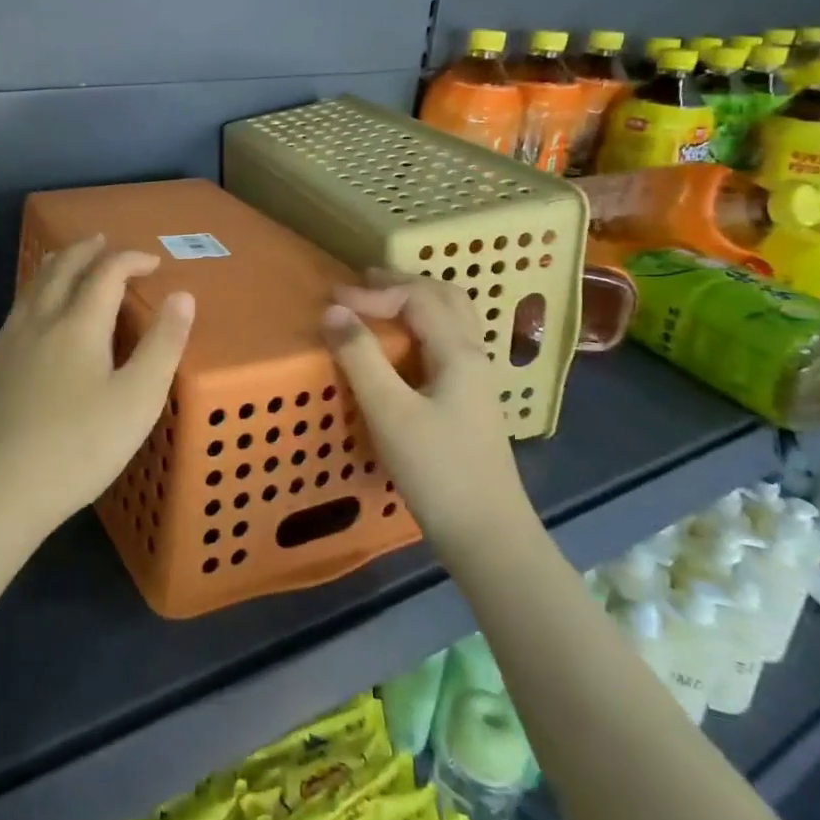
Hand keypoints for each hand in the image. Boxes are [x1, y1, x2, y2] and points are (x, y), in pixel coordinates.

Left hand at [0, 235, 194, 539]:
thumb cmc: (79, 447)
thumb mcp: (137, 400)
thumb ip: (162, 345)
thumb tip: (182, 295)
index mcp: (78, 324)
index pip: (106, 273)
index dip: (131, 260)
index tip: (153, 263)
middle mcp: (40, 321)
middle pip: (62, 269)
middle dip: (87, 251)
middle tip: (104, 242)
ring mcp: (9, 343)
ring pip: (33, 286)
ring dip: (56, 266)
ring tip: (68, 261)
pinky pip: (18, 310)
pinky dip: (36, 293)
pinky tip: (35, 314)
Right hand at [322, 272, 531, 544]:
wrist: (487, 535)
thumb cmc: (437, 471)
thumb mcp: (389, 412)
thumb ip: (360, 357)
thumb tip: (333, 311)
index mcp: (459, 352)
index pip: (417, 296)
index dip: (374, 291)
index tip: (333, 301)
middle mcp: (473, 355)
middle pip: (444, 297)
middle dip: (401, 283)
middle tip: (360, 284)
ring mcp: (475, 379)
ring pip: (450, 319)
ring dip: (415, 301)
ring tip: (378, 304)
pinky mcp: (469, 401)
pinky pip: (446, 342)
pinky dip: (420, 326)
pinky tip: (400, 346)